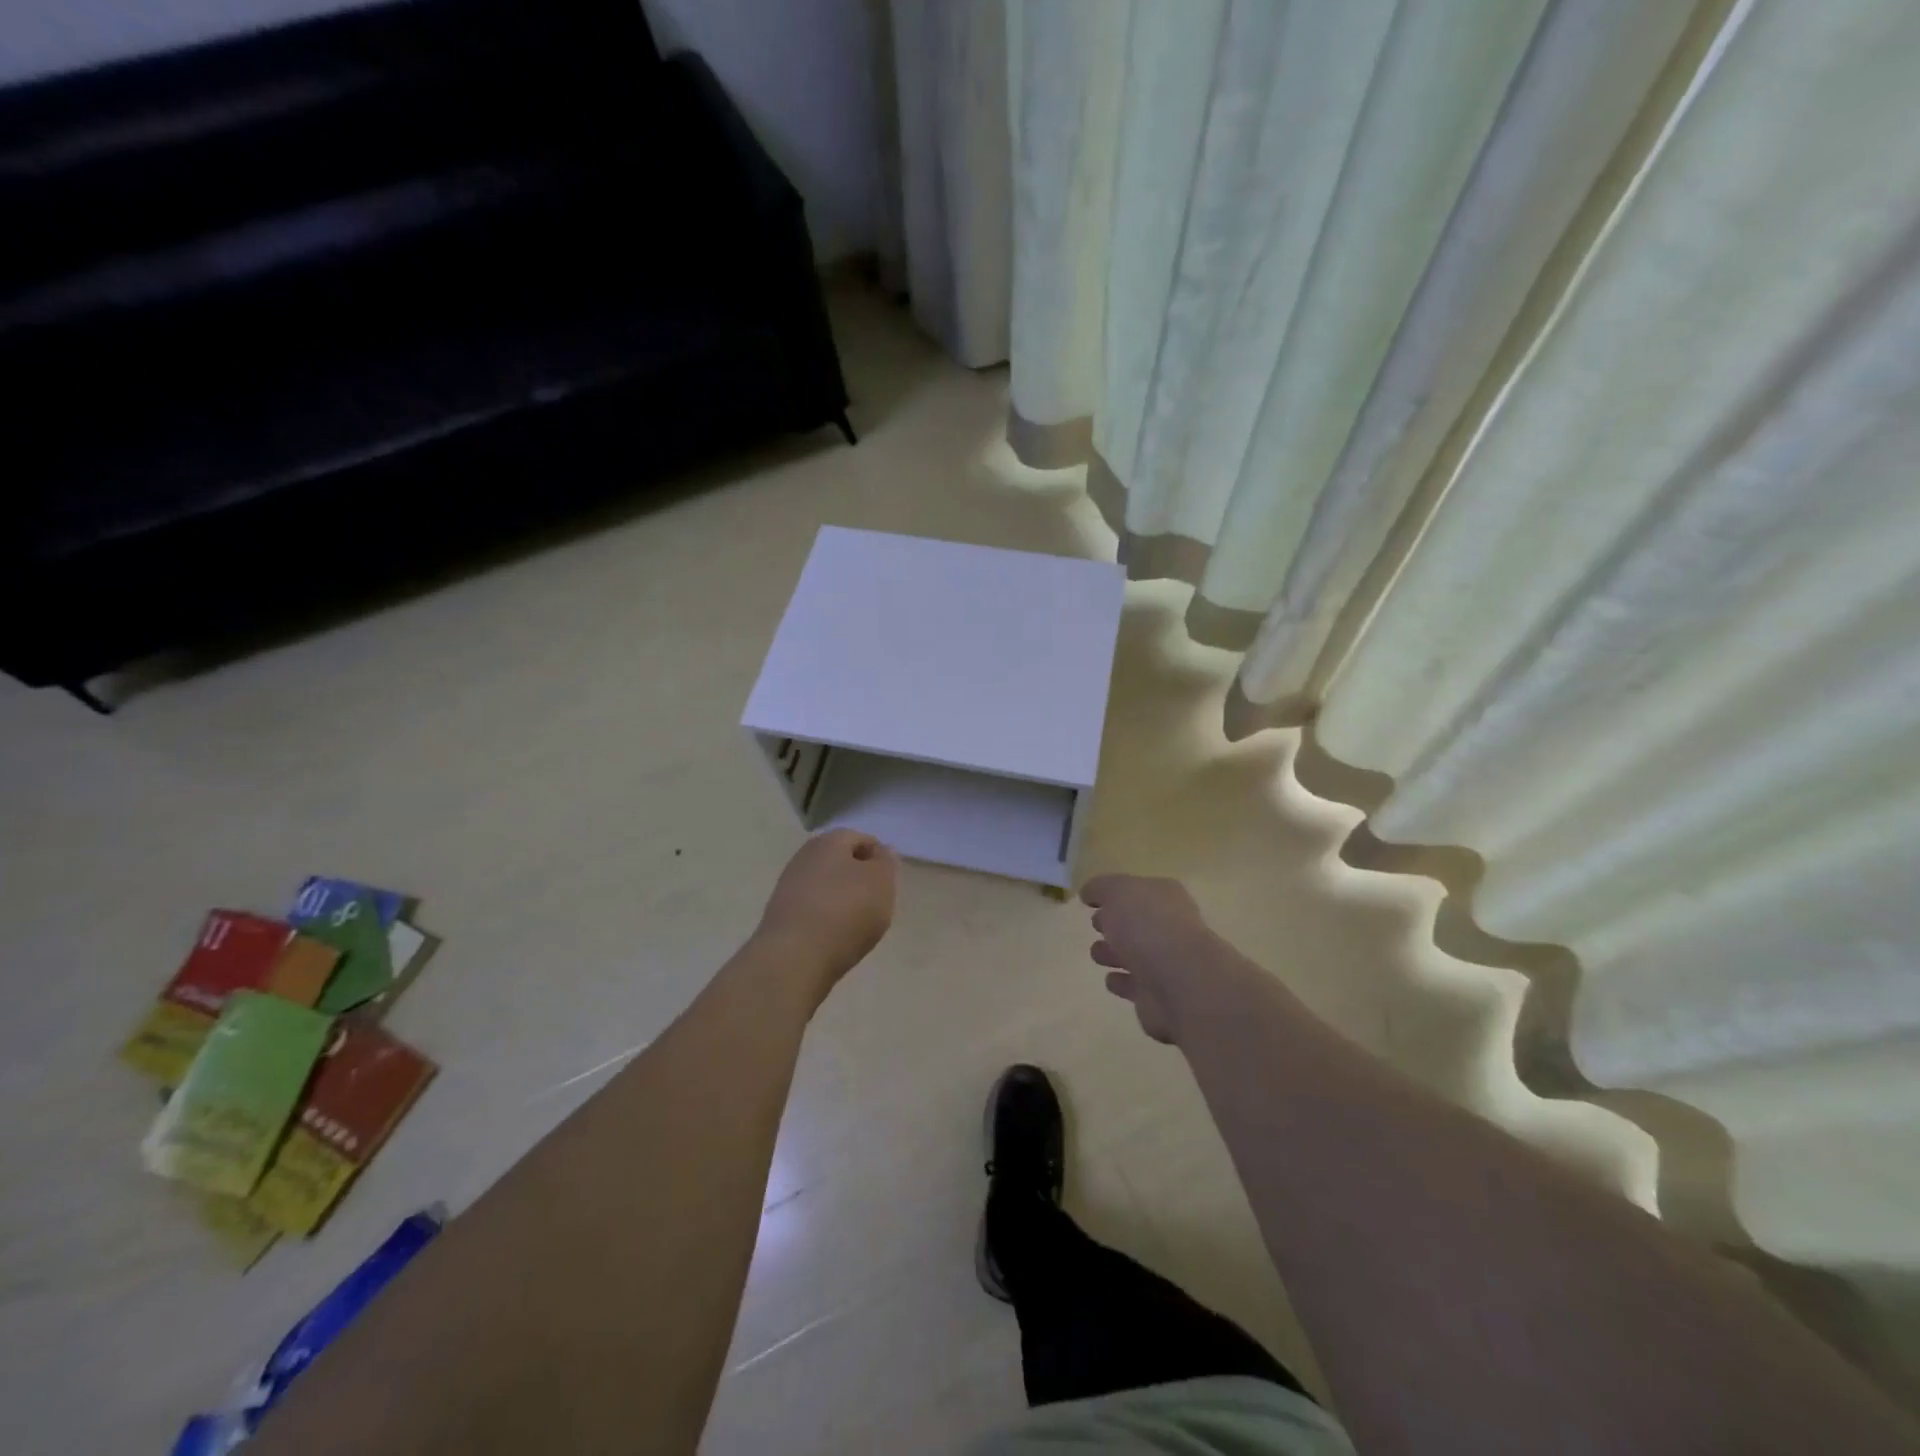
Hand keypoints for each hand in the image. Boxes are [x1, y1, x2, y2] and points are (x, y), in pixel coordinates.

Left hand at [754, 829, 897, 1004]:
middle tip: (876, 901)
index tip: (889, 882)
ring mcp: (788, 886)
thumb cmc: (846, 911)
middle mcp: (804, 856)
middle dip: (859, 878)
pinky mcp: (780, 915)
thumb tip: (880, 852)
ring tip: (858, 924)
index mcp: (830, 840)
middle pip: (840, 861)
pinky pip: (812, 909)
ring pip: (825, 885)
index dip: (879, 857)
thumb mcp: (881, 882)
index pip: (861, 839)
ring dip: (842, 899)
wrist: (794, 958)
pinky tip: (835, 937)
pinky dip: (826, 918)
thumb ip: (886, 862)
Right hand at [1080, 874, 1219, 1043]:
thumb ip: (1101, 888)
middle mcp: (1168, 928)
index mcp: (1164, 897)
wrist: (1180, 983)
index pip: (1137, 890)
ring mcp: (1165, 964)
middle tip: (1096, 924)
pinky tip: (1110, 979)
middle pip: (1136, 923)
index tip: (1090, 901)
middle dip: (1114, 923)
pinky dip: (1122, 982)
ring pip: (1133, 955)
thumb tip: (1089, 893)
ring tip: (1096, 953)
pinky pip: (1133, 986)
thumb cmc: (1149, 927)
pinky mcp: (1156, 996)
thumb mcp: (1118, 892)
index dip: (1114, 893)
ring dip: (1114, 953)